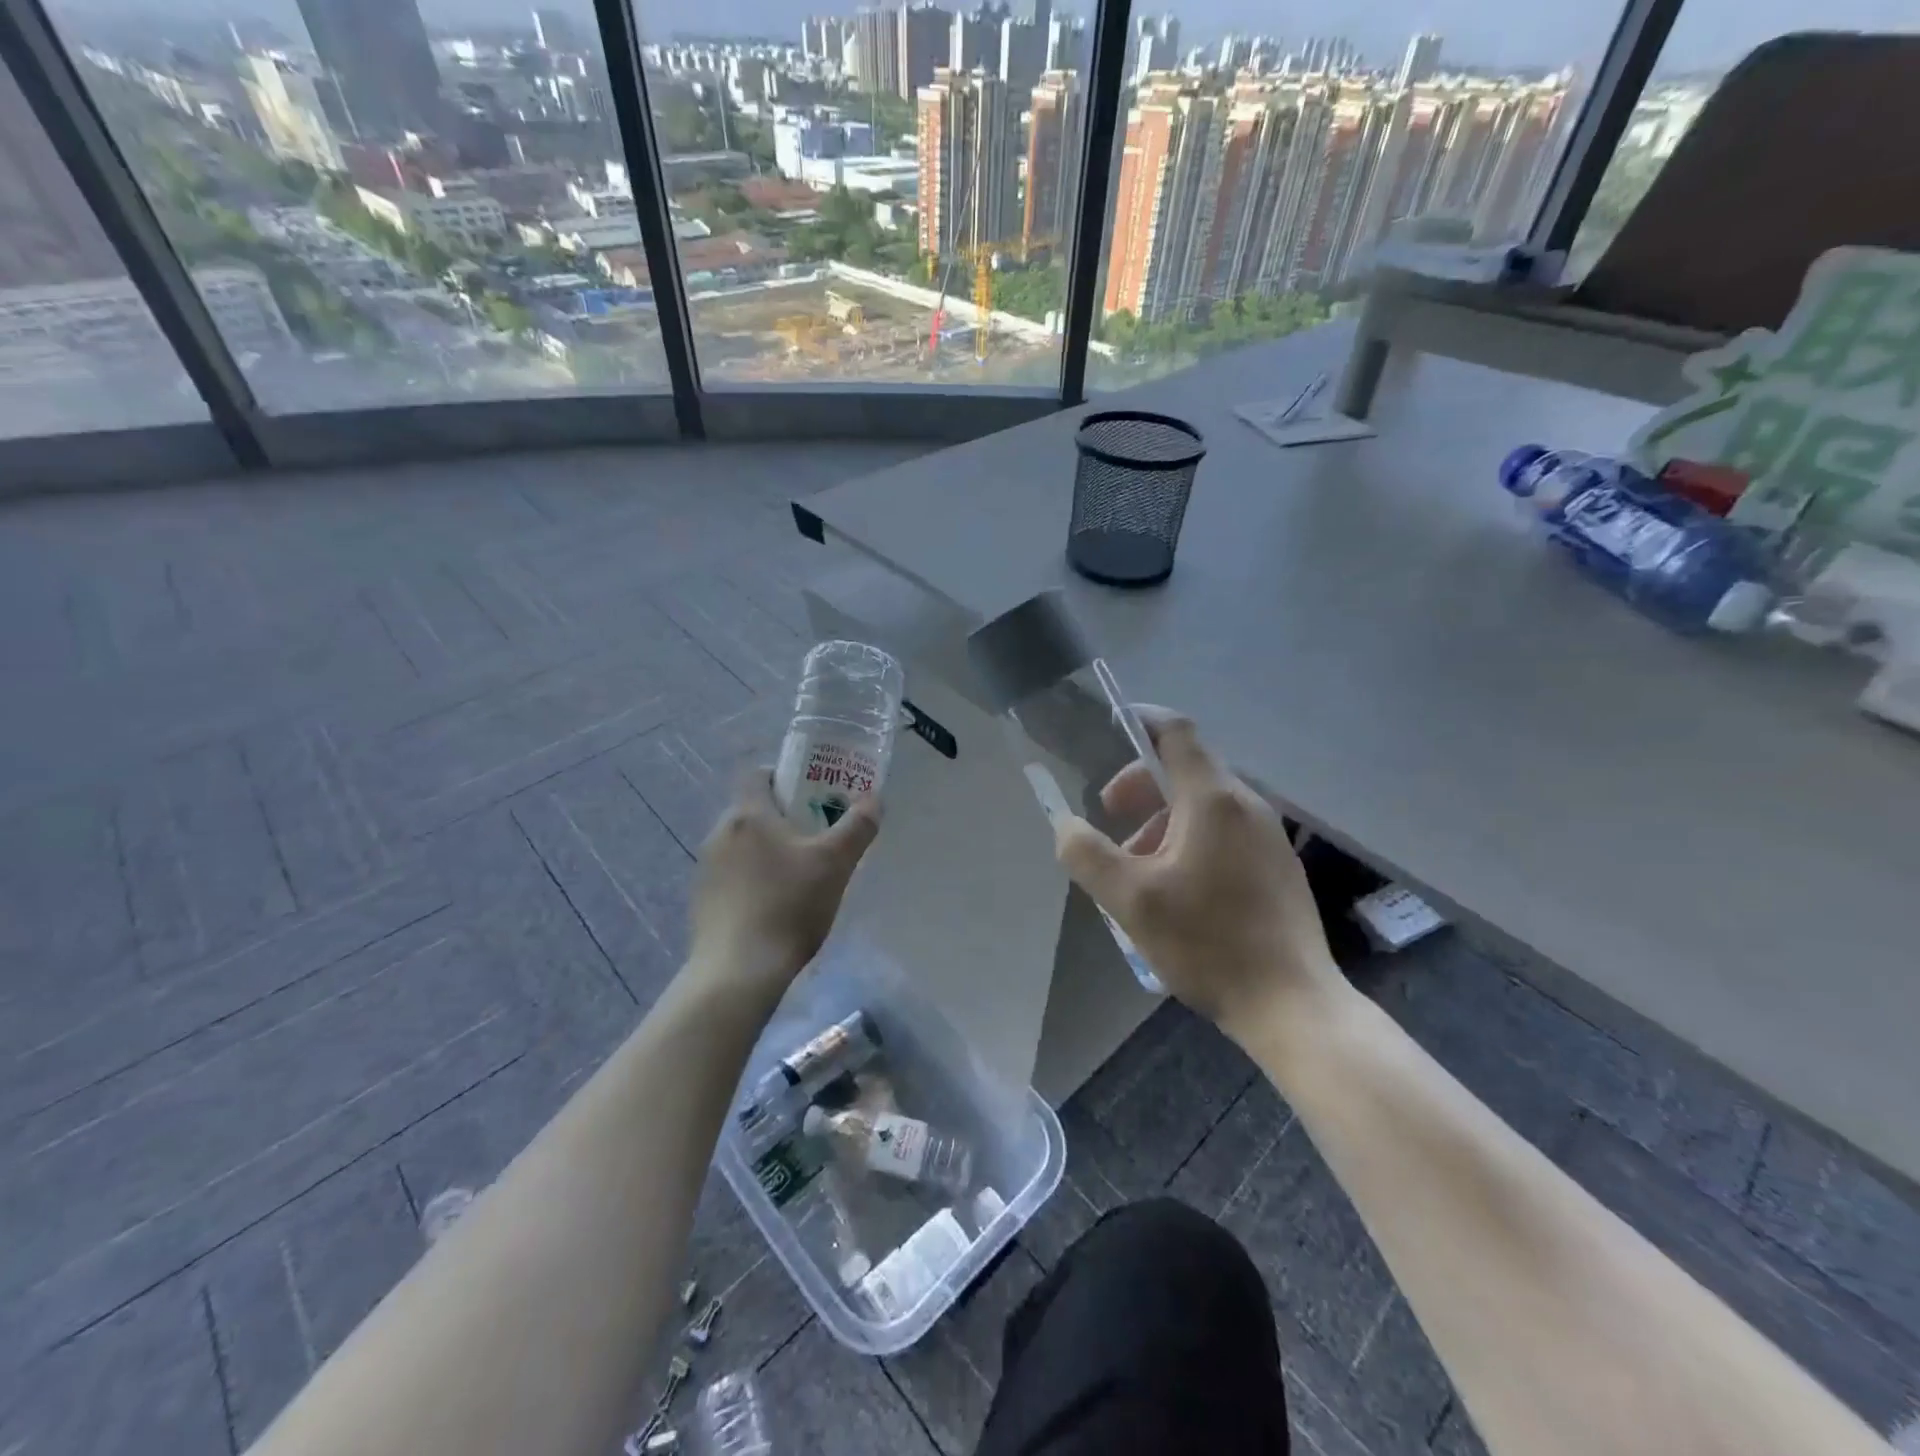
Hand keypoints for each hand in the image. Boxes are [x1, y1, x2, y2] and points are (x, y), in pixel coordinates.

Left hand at [689, 770, 880, 996]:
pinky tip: (776, 903)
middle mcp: (720, 833)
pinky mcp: (702, 899)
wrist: (739, 971)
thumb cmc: (789, 905)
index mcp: (748, 815)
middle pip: (754, 809)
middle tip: (817, 834)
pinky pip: (733, 873)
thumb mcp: (836, 864)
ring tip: (801, 872)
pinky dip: (753, 876)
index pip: (759, 774)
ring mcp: (706, 868)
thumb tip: (874, 798)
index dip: (785, 775)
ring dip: (768, 848)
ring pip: (743, 843)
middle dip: (784, 816)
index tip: (812, 792)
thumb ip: (858, 826)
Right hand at [1053, 711, 1343, 1042]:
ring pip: (1203, 806)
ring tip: (1136, 870)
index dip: (1140, 721)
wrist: (1292, 1005)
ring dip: (1161, 822)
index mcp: (1213, 800)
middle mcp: (1246, 805)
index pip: (1176, 732)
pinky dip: (1189, 841)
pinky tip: (1174, 891)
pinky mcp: (1277, 866)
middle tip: (1109, 821)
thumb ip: (1088, 855)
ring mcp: (1268, 836)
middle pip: (1185, 770)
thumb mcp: (1130, 900)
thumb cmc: (1208, 943)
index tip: (1108, 729)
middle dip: (1139, 787)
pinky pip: (1224, 833)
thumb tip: (1065, 825)